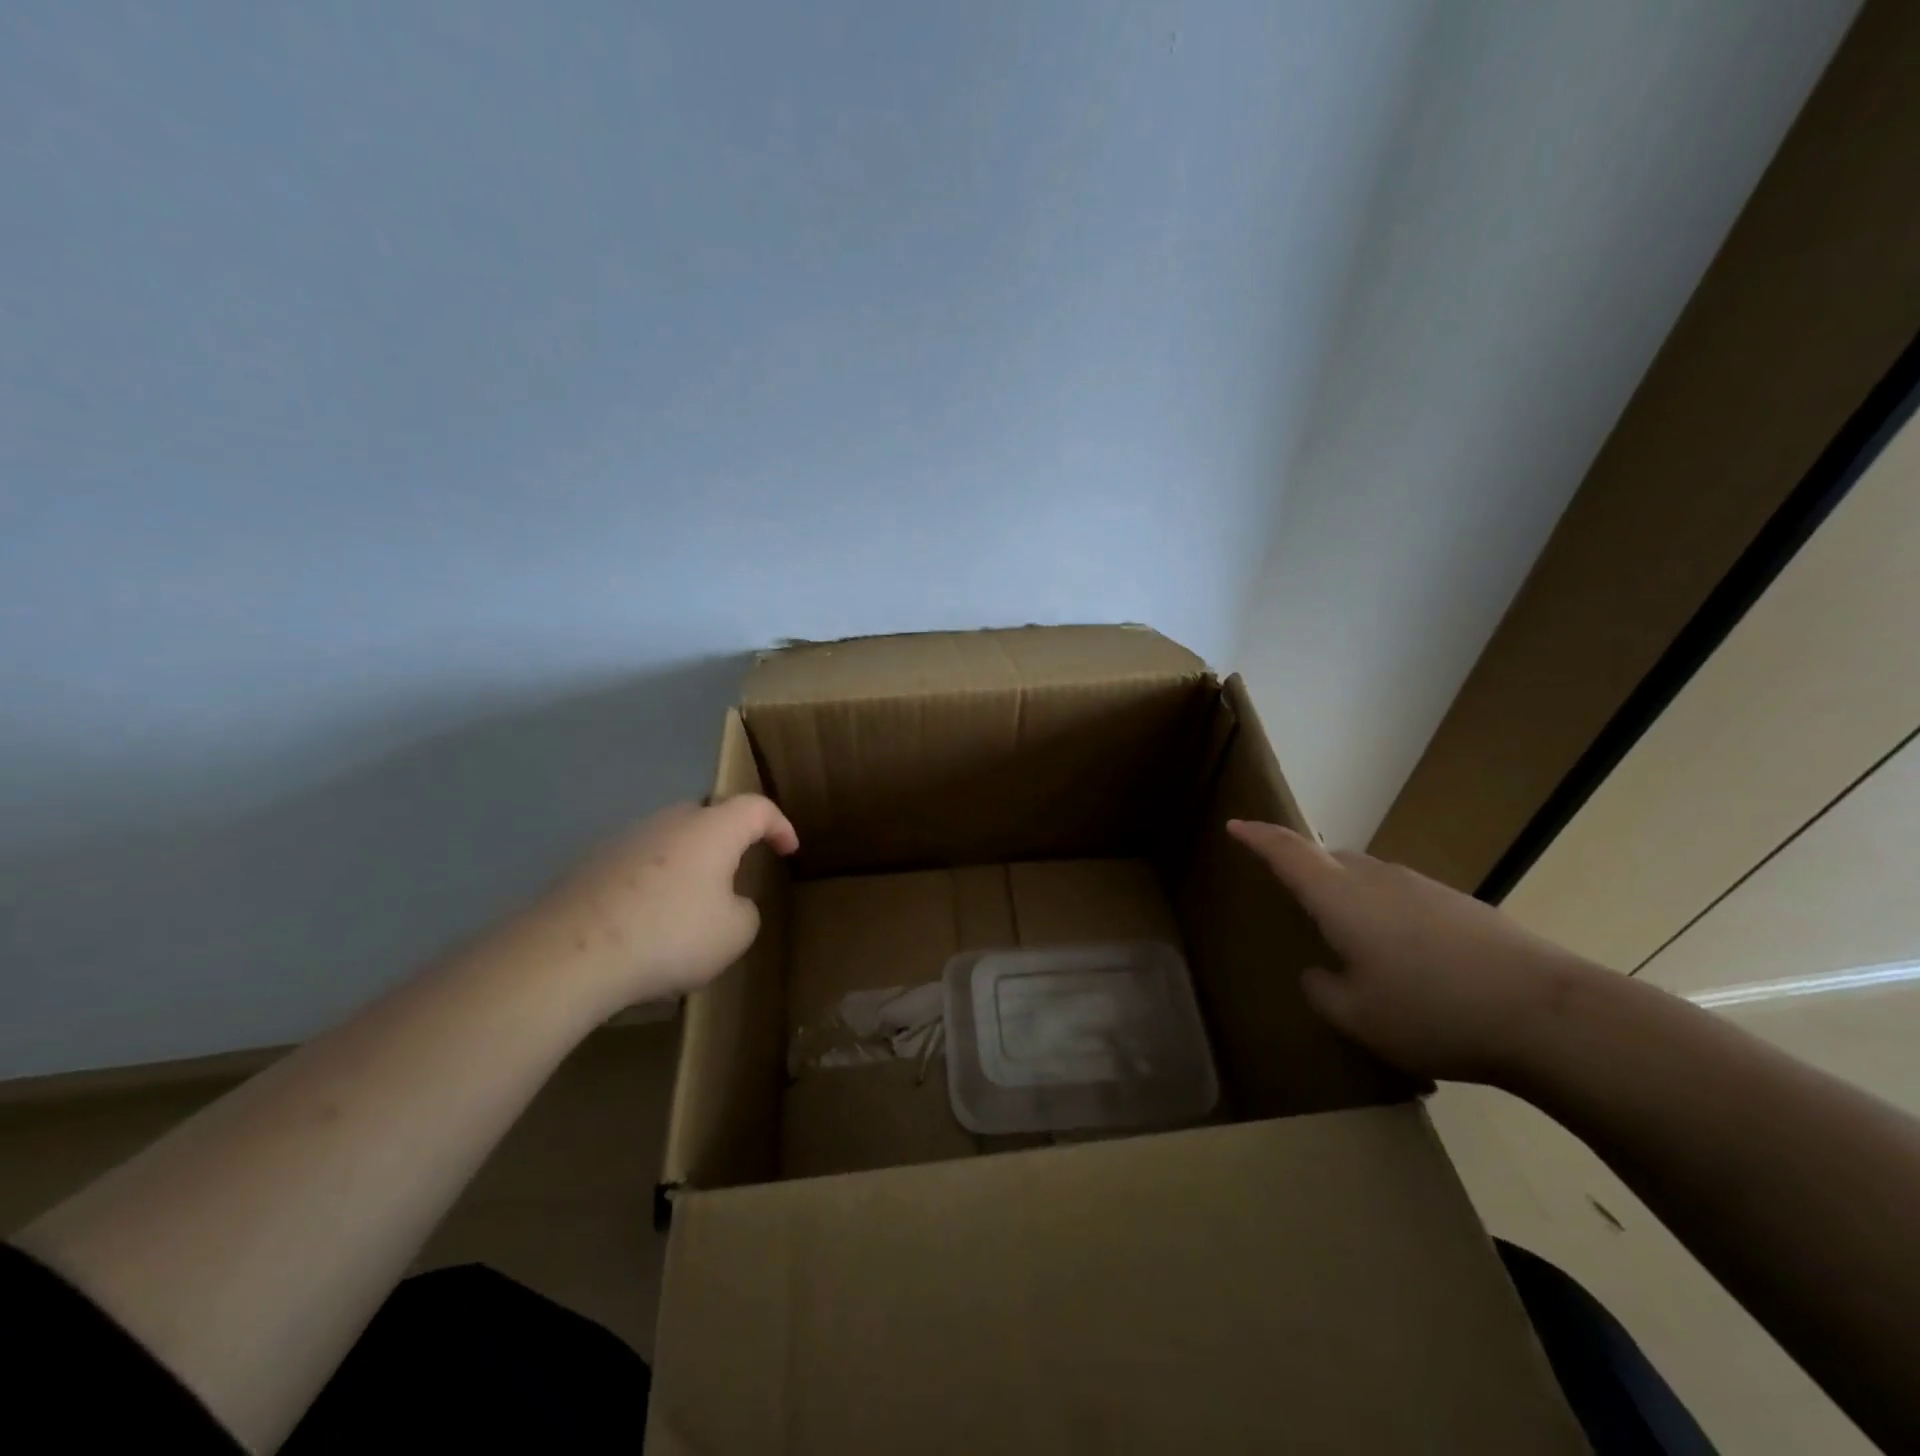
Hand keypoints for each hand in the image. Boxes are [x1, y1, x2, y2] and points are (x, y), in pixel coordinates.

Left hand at [539, 795, 797, 1007]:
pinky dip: (652, 883)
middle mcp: (670, 821)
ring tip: (690, 902)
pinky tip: (647, 920)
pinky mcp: (591, 864)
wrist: (571, 952)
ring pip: (669, 840)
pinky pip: (637, 865)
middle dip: (727, 839)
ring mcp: (626, 839)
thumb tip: (727, 903)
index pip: (757, 808)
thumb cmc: (670, 934)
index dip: (779, 825)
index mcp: (713, 829)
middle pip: (708, 816)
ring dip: (687, 863)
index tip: (789, 849)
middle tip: (736, 870)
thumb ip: (745, 911)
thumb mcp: (735, 933)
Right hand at [1226, 820, 1601, 1083]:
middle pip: (1328, 859)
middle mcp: (1376, 879)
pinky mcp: (1459, 904)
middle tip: (1290, 895)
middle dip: (1303, 868)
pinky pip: (1401, 896)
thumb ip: (1322, 992)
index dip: (1257, 836)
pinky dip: (1384, 912)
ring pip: (1366, 877)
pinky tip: (1404, 955)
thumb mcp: (1357, 1017)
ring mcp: (1422, 887)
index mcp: (1340, 898)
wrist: (1549, 1014)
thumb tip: (1318, 973)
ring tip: (1349, 936)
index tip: (1234, 824)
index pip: (1287, 852)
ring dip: (1346, 893)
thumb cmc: (1433, 1011)